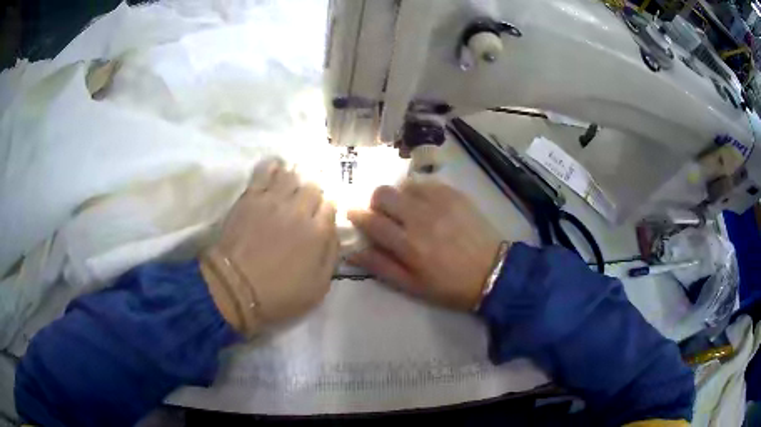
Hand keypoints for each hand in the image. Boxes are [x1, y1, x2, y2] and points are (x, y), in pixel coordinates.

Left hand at [202, 159, 338, 334]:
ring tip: (291, 186)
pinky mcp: (251, 197)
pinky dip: (272, 167)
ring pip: (292, 175)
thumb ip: (331, 257)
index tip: (321, 216)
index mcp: (318, 232)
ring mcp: (273, 200)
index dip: (327, 208)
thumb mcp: (318, 287)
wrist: (235, 288)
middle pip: (313, 186)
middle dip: (313, 192)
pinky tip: (275, 169)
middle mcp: (299, 209)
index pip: (331, 205)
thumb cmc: (279, 294)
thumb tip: (335, 233)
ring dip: (295, 179)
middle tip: (306, 202)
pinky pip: (265, 171)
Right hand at [348, 181, 503, 310]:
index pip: (371, 220)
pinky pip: (427, 183)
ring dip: (398, 196)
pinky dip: (419, 191)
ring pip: (404, 185)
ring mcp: (439, 203)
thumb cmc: (450, 285)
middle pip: (383, 193)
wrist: (493, 272)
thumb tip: (353, 252)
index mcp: (408, 245)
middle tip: (383, 214)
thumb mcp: (412, 286)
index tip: (354, 214)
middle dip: (375, 202)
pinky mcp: (455, 195)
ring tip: (407, 209)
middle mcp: (420, 218)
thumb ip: (381, 266)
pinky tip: (427, 205)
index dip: (357, 215)